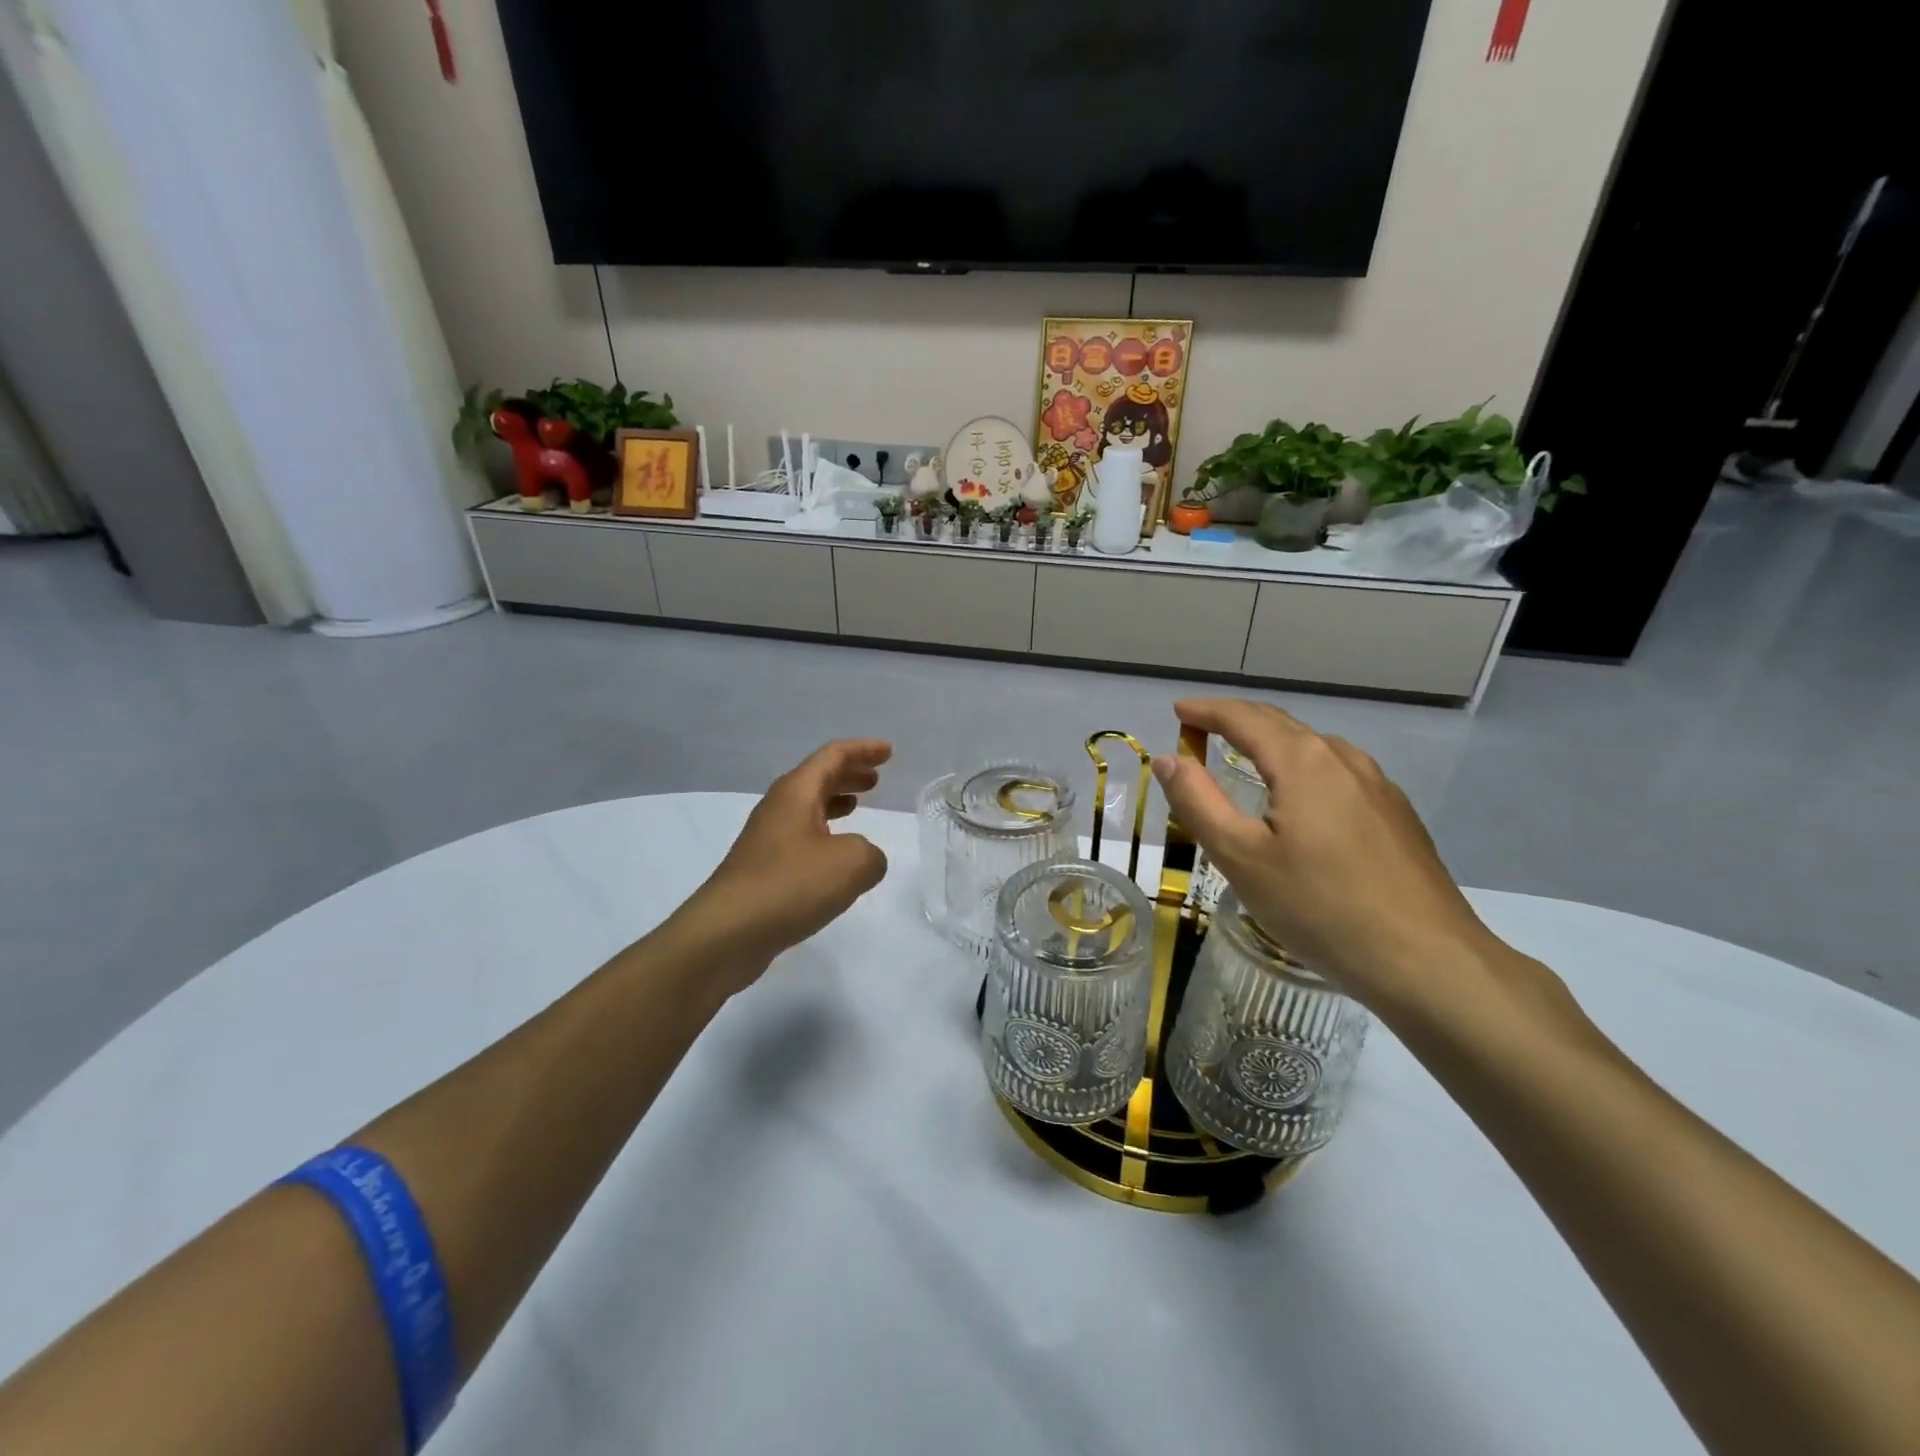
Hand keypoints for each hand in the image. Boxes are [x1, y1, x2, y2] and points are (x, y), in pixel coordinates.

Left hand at [676, 740, 892, 986]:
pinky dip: (824, 833)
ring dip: (835, 802)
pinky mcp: (762, 870)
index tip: (888, 751)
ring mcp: (766, 839)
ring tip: (858, 806)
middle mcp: (778, 808)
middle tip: (875, 778)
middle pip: (816, 779)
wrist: (727, 933)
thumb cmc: (790, 885)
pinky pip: (800, 837)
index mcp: (796, 793)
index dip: (863, 750)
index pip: (833, 756)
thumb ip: (871, 854)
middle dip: (848, 774)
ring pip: (807, 808)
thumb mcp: (852, 863)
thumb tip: (864, 859)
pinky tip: (836, 855)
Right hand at [1152, 699, 1500, 1013]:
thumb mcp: (1241, 857)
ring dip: (1272, 742)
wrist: (1426, 960)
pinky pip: (1337, 772)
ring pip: (1313, 748)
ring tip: (1244, 758)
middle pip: (1281, 724)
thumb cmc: (1319, 906)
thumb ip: (1198, 802)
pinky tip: (1300, 799)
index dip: (1206, 710)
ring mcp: (1377, 785)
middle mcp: (1342, 759)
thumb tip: (1168, 759)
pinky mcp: (1396, 814)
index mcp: (1302, 761)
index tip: (1177, 709)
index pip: (1244, 717)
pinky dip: (1302, 767)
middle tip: (1201, 729)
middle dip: (1237, 720)